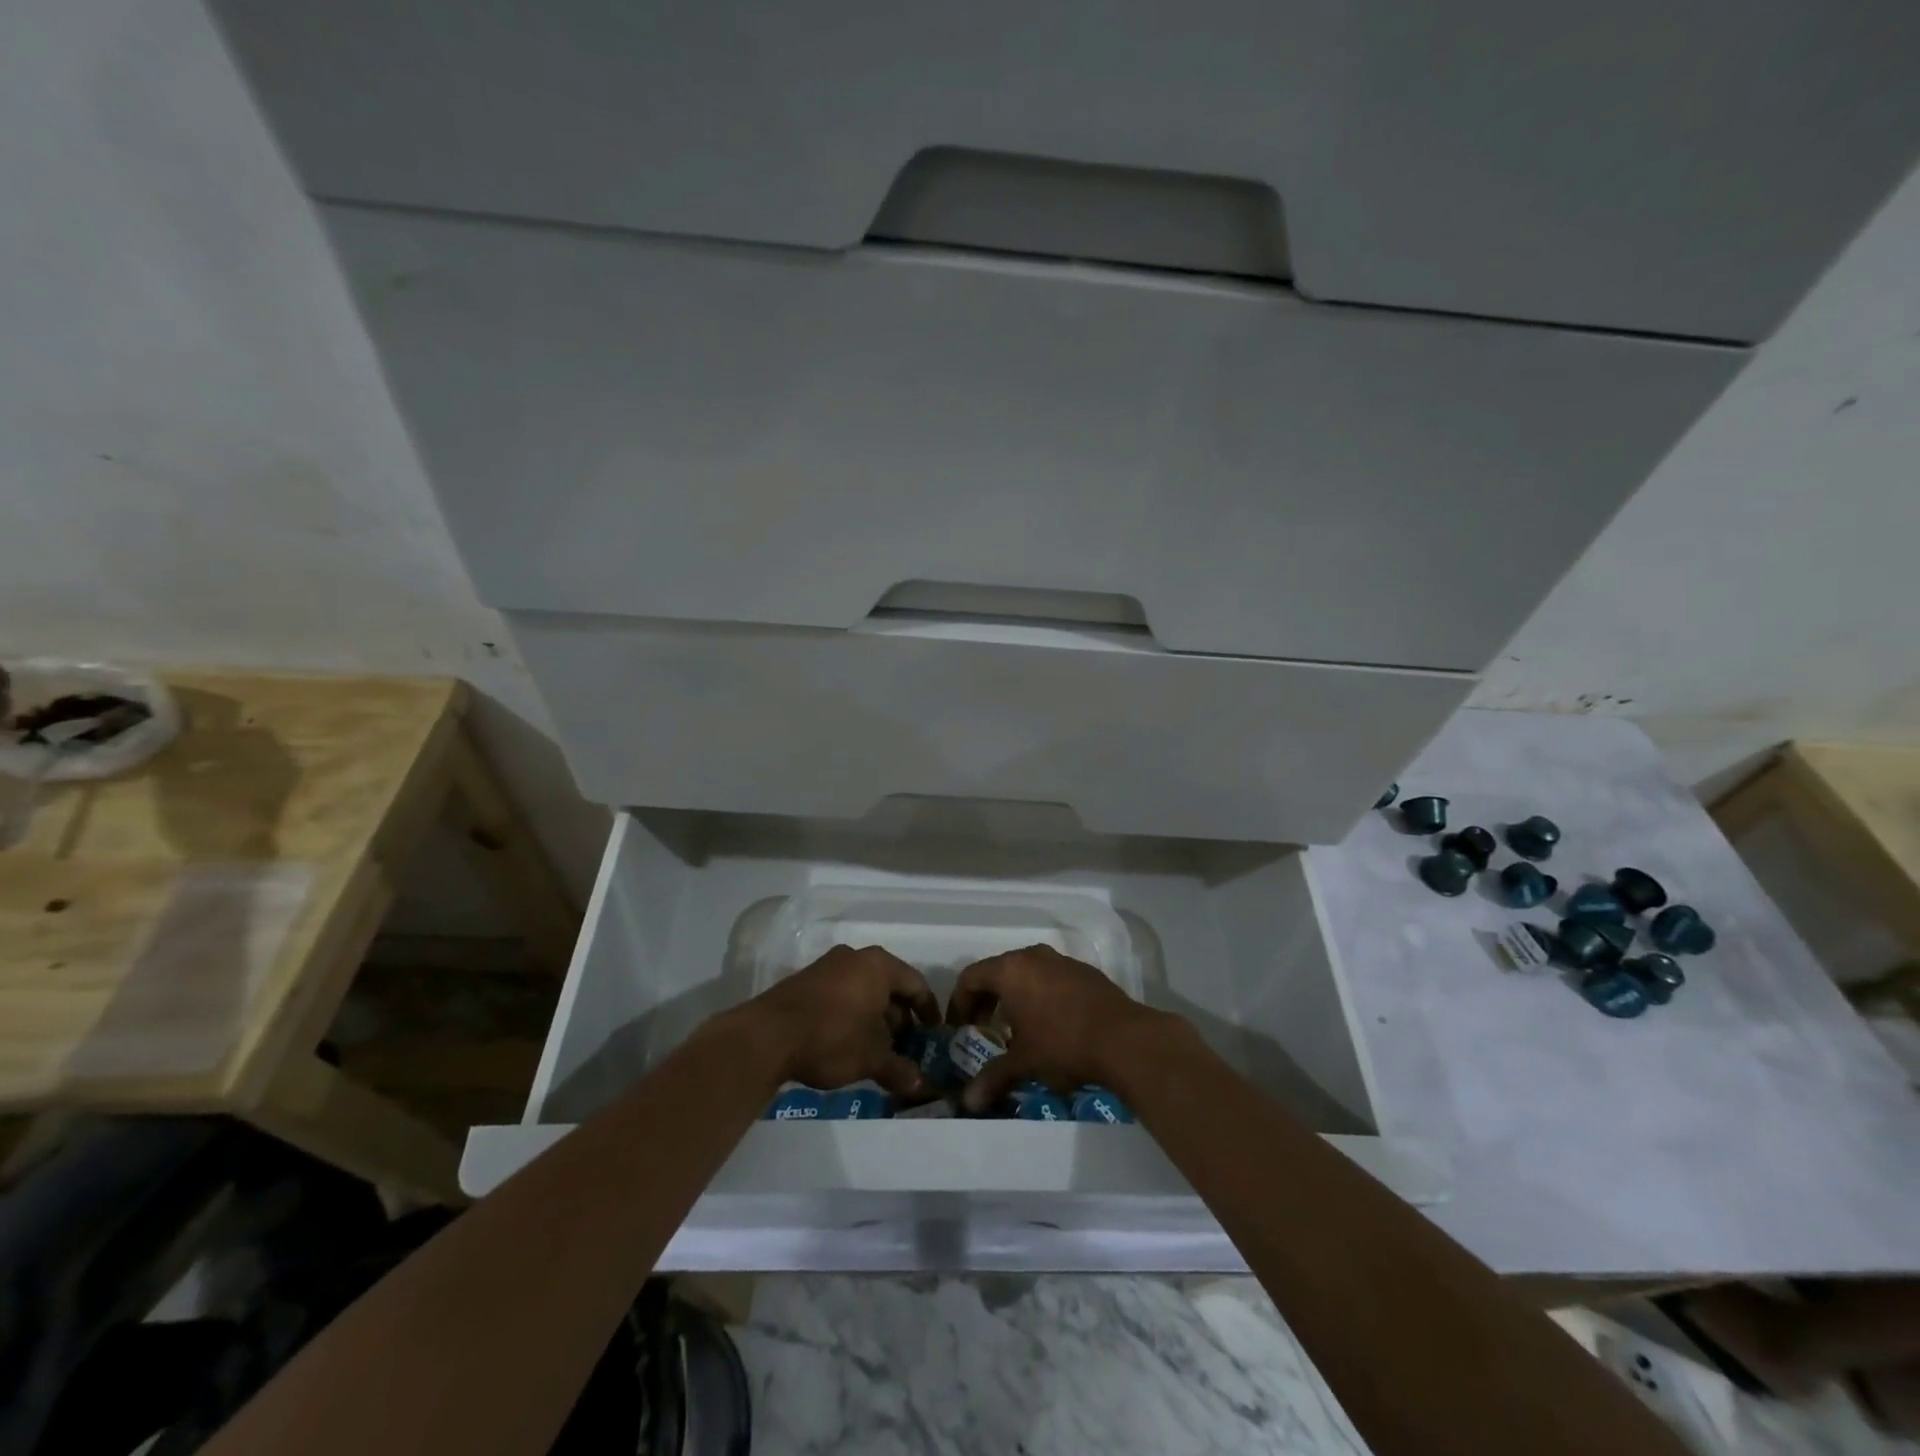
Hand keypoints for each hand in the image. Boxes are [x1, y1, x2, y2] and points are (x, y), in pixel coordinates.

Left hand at [737, 944, 939, 1097]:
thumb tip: (919, 1084)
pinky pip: (841, 993)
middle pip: (889, 985)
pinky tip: (848, 1041)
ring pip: (863, 989)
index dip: (928, 1010)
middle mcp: (855, 957)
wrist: (767, 1036)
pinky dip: (852, 1013)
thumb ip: (899, 1069)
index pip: (916, 984)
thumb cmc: (832, 1038)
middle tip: (905, 1045)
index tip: (933, 1033)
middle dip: (899, 1016)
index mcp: (878, 966)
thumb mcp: (871, 1058)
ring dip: (874, 1017)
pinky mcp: (805, 980)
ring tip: (877, 1048)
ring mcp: (827, 966)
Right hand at [947, 944, 1169, 1112]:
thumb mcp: (1023, 1063)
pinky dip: (1040, 996)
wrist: (1124, 1039)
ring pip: (1026, 973)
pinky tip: (1050, 1025)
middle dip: (986, 1001)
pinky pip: (1051, 979)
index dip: (959, 1003)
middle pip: (997, 972)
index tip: (959, 1029)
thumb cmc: (1062, 1045)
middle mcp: (1033, 956)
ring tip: (1016, 1030)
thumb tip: (967, 1102)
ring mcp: (1061, 961)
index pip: (970, 977)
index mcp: (1010, 970)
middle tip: (983, 1030)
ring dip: (1014, 998)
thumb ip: (992, 1078)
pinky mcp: (1084, 972)